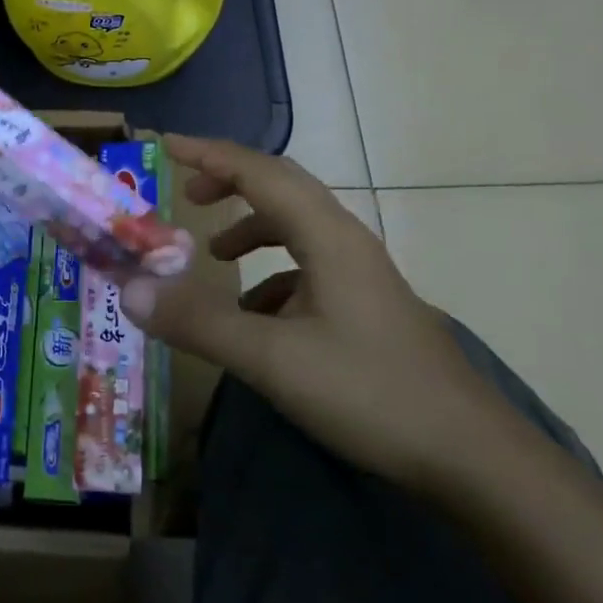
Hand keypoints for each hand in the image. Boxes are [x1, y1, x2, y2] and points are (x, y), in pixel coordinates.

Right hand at [118, 136, 514, 487]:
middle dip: (231, 183)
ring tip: (214, 256)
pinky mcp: (367, 307)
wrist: (472, 457)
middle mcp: (346, 242)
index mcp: (327, 237)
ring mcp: (362, 275)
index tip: (167, 145)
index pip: (260, 173)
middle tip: (186, 196)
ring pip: (298, 229)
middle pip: (283, 188)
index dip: (211, 155)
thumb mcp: (272, 359)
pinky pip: (309, 268)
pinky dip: (272, 274)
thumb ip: (199, 322)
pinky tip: (257, 317)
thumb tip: (130, 290)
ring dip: (252, 229)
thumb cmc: (370, 393)